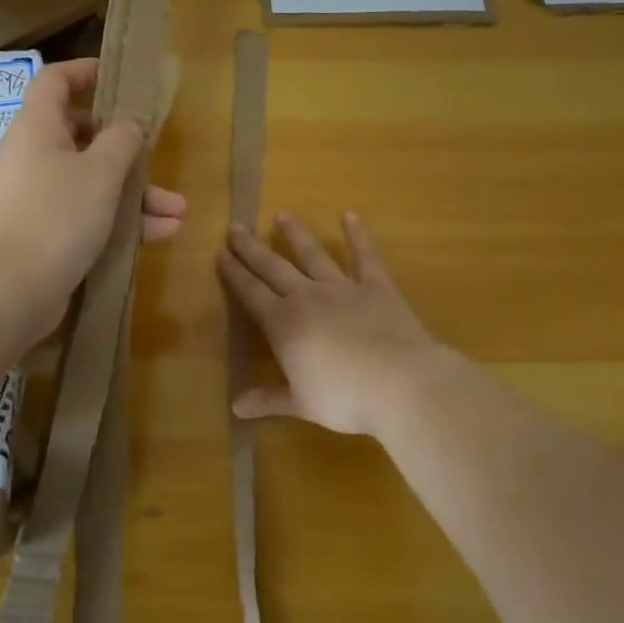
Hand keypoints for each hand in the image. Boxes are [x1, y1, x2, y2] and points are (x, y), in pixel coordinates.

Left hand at [0, 58, 185, 334]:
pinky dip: (122, 222)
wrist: (8, 290)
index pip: (54, 81)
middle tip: (156, 156)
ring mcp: (40, 198)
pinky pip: (90, 216)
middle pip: (83, 136)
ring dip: (136, 194)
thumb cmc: (55, 215)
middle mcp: (35, 157)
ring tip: (178, 211)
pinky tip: (161, 234)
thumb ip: (121, 141)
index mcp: (38, 127)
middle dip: (126, 149)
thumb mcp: (100, 172)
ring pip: (93, 182)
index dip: (85, 72)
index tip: (118, 76)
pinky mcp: (48, 234)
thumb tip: (128, 126)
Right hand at [218, 212, 459, 438]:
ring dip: (295, 234)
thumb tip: (236, 407)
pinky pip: (364, 256)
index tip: (220, 254)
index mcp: (284, 324)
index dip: (235, 274)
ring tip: (281, 215)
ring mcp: (343, 288)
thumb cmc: (345, 398)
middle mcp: (308, 297)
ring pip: (312, 254)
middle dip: (252, 248)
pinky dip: (357, 235)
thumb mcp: (302, 403)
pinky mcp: (376, 287)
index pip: (251, 293)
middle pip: (273, 267)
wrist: (402, 383)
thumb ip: (269, 399)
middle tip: (235, 227)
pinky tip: (349, 215)